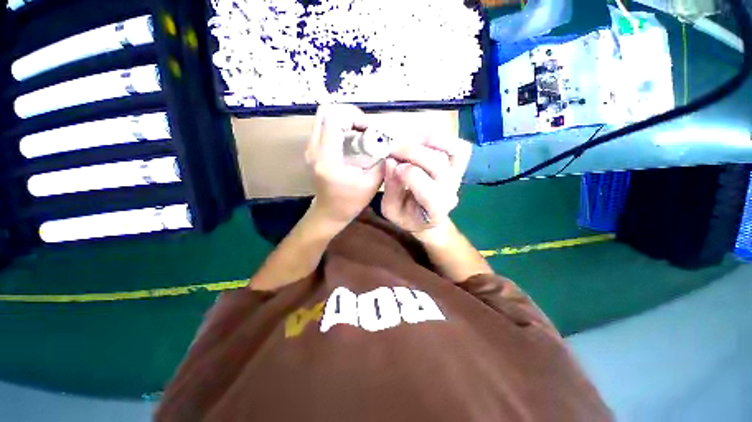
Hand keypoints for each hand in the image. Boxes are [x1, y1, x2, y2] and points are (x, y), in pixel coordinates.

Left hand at [306, 104, 384, 225]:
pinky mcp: (313, 150)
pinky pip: (324, 127)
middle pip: (326, 112)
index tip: (370, 129)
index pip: (334, 120)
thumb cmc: (349, 202)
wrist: (329, 213)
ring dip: (344, 119)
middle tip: (365, 127)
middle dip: (349, 114)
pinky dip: (340, 126)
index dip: (354, 117)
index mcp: (327, 159)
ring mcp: (310, 149)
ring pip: (323, 117)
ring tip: (360, 133)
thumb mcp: (371, 184)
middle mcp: (314, 150)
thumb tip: (390, 145)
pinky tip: (352, 140)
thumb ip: (382, 162)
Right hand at [381, 134, 471, 235]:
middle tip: (393, 148)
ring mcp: (457, 177)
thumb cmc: (408, 216)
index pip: (427, 190)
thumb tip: (390, 161)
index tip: (391, 164)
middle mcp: (450, 192)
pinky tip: (423, 142)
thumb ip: (391, 189)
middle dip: (412, 152)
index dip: (408, 173)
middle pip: (438, 164)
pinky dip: (444, 140)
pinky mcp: (459, 167)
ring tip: (408, 142)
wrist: (429, 219)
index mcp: (434, 210)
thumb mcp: (391, 210)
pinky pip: (460, 148)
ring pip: (452, 151)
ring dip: (428, 141)